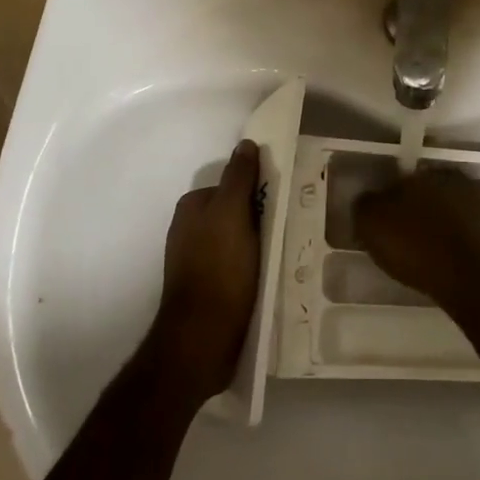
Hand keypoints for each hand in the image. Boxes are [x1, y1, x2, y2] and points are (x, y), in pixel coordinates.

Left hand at [153, 139, 262, 398]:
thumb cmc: (219, 268)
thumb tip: (245, 144)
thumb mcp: (231, 213)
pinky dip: (253, 267)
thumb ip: (238, 177)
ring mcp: (197, 262)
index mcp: (191, 208)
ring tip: (285, 253)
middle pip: (235, 213)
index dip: (257, 192)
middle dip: (260, 219)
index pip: (232, 186)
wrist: (203, 336)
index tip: (283, 201)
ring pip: (238, 241)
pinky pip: (237, 266)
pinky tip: (270, 276)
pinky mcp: (208, 289)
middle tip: (289, 227)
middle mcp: (189, 231)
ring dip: (259, 245)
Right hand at [352, 166, 479, 315]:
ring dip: (456, 226)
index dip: (398, 201)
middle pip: (440, 193)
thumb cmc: (419, 248)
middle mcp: (464, 181)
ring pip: (467, 212)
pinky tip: (465, 265)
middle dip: (430, 210)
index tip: (392, 223)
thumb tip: (369, 201)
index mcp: (429, 173)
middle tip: (416, 238)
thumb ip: (367, 206)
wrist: (475, 281)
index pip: (408, 179)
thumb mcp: (373, 225)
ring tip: (441, 255)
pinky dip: (477, 246)